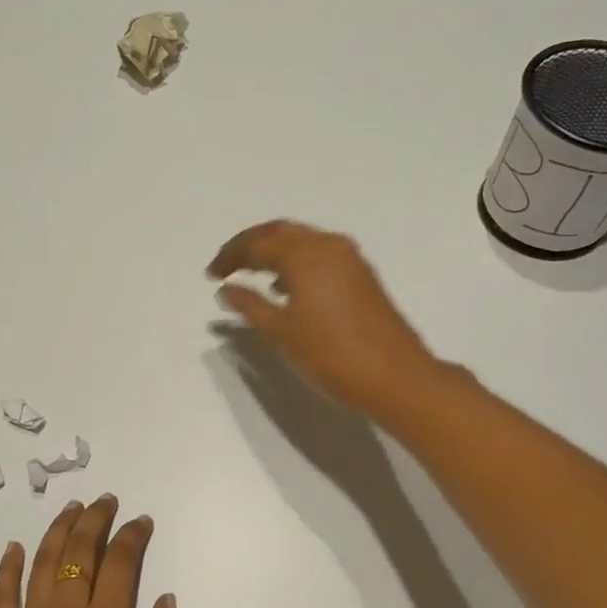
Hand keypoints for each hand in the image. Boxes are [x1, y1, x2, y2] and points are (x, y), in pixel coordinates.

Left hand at [0, 496, 182, 607]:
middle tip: (104, 501)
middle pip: (80, 553)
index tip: (141, 521)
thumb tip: (165, 597)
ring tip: (69, 508)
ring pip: (43, 565)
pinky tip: (15, 548)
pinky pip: (2, 599)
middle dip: (94, 520)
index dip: (132, 535)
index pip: (121, 564)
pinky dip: (8, 569)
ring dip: (57, 531)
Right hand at [207, 220, 437, 416]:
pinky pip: (320, 254)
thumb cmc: (331, 355)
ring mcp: (349, 258)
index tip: (211, 274)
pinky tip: (287, 286)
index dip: (230, 256)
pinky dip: (296, 261)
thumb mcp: (281, 333)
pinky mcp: (362, 274)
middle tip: (227, 264)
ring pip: (302, 240)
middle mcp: (327, 245)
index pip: (257, 243)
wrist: (395, 375)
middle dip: (251, 244)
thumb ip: (250, 305)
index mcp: (304, 255)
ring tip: (252, 273)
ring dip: (274, 250)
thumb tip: (226, 289)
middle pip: (280, 232)